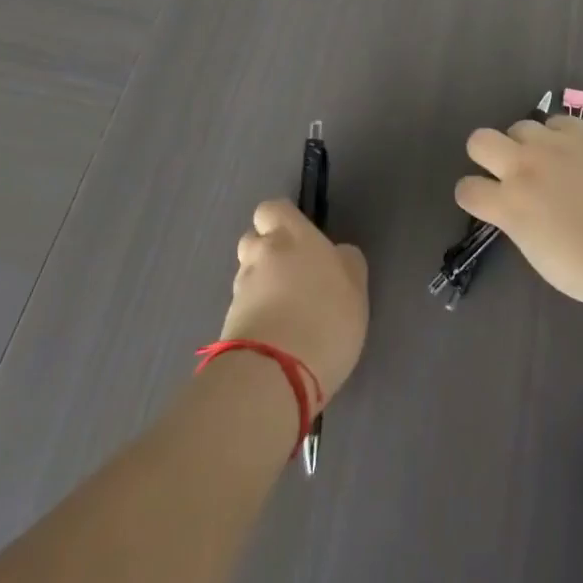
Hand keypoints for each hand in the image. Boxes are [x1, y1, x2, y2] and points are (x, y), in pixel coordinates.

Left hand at [220, 200, 368, 406]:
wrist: (275, 374)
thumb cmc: (326, 317)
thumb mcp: (355, 286)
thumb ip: (346, 263)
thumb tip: (336, 255)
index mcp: (292, 236)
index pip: (272, 209)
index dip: (280, 220)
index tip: (299, 239)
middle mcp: (260, 255)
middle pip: (252, 240)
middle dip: (266, 252)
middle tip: (291, 274)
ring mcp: (240, 290)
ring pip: (247, 275)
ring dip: (261, 286)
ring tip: (284, 312)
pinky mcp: (227, 325)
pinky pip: (243, 309)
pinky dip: (255, 316)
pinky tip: (275, 337)